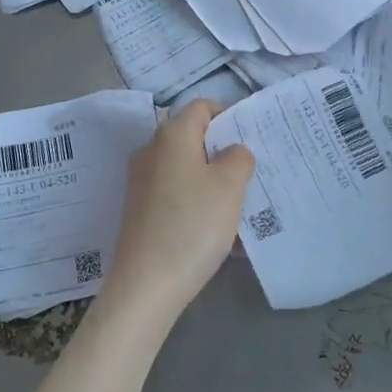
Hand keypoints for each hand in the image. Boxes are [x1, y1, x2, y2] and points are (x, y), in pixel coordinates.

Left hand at [99, 101, 254, 330]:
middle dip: (222, 150)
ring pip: (185, 168)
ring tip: (240, 202)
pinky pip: (175, 193)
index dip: (228, 115)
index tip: (252, 137)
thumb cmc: (192, 225)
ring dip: (212, 179)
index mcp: (171, 135)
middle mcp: (150, 151)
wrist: (146, 284)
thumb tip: (232, 151)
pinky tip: (218, 228)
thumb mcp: (229, 186)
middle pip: (192, 137)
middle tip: (252, 170)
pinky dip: (196, 201)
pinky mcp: (139, 210)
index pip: (201, 107)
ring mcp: (141, 182)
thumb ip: (238, 157)